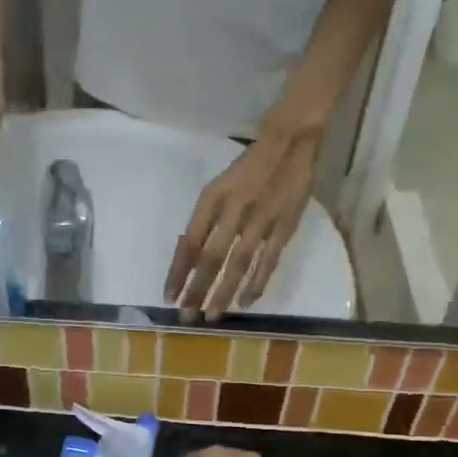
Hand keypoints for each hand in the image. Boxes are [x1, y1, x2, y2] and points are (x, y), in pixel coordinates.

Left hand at [164, 129, 319, 317]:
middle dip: (197, 288)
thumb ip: (206, 219)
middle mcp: (233, 209)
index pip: (189, 242)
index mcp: (212, 198)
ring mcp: (261, 219)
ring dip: (224, 292)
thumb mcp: (218, 187)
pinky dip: (256, 283)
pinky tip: (245, 303)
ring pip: (238, 263)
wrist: (289, 141)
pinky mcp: (285, 225)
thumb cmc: (247, 167)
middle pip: (211, 256)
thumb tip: (189, 256)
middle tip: (186, 315)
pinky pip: (268, 260)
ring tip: (211, 316)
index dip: (177, 270)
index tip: (168, 295)